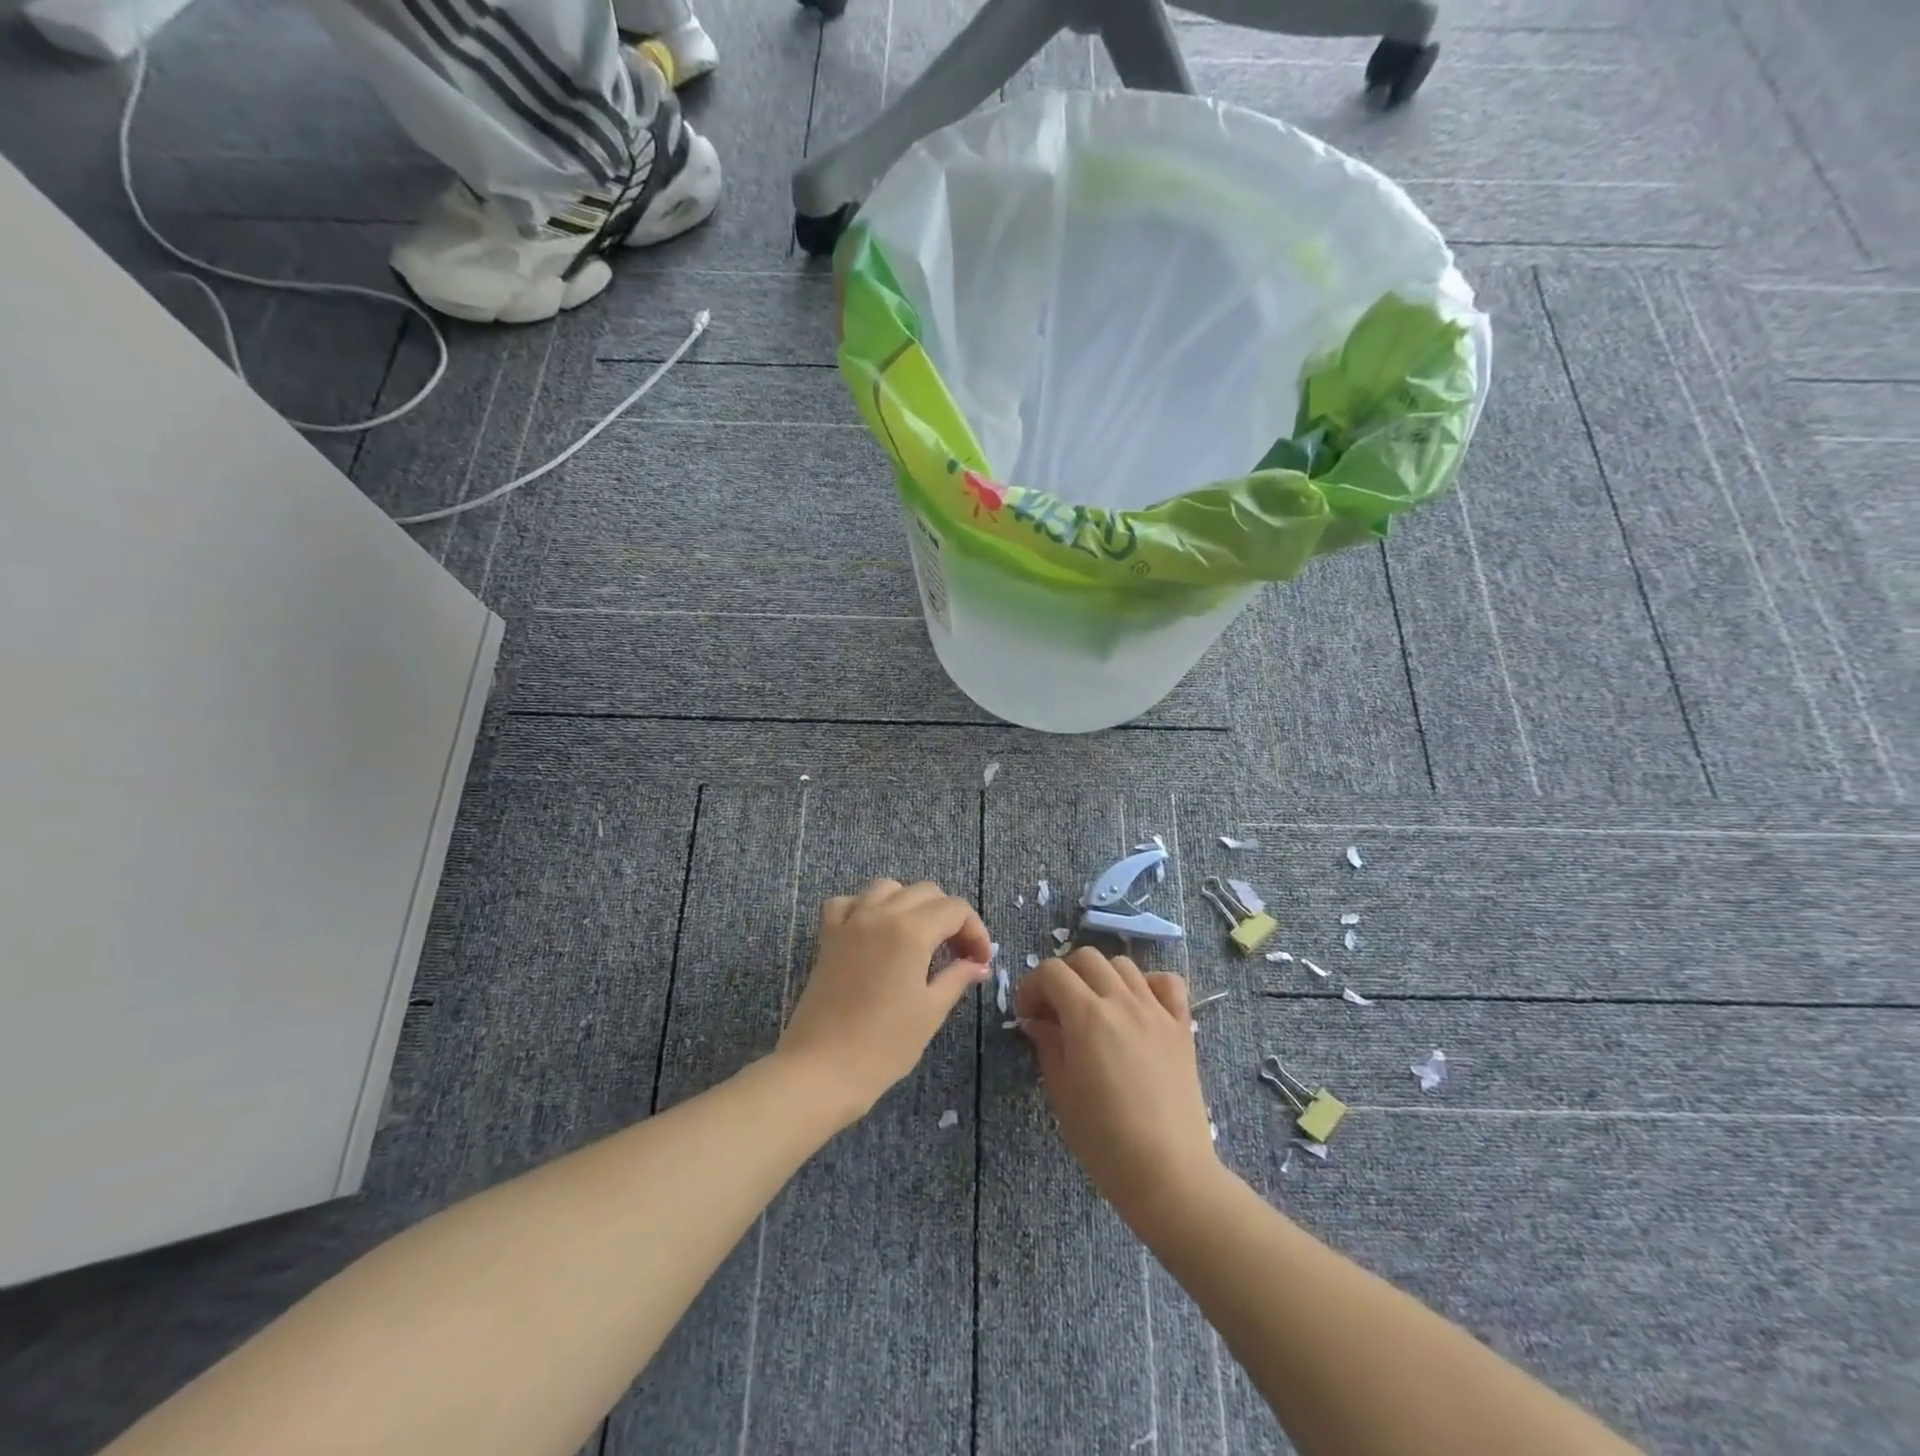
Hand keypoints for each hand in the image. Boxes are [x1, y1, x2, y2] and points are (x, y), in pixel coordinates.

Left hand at [777, 878, 991, 1124]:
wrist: (822, 1069)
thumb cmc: (884, 1045)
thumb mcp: (930, 1011)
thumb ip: (957, 978)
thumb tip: (978, 965)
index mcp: (912, 930)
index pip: (955, 909)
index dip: (975, 931)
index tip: (980, 962)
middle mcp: (881, 914)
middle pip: (925, 892)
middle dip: (948, 917)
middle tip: (957, 954)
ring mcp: (850, 922)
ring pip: (887, 888)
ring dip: (909, 903)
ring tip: (918, 936)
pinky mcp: (827, 937)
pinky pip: (847, 902)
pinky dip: (864, 907)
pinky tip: (873, 931)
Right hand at [1015, 949, 1220, 1229]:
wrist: (1168, 1173)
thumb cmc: (1104, 1139)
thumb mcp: (1061, 1091)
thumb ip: (1048, 1045)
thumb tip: (1038, 1021)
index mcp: (1087, 1015)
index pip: (1052, 971)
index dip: (1032, 985)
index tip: (1028, 1013)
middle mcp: (1122, 1001)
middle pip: (1087, 958)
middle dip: (1064, 975)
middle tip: (1056, 1008)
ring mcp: (1156, 1010)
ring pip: (1124, 964)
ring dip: (1102, 976)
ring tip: (1095, 1007)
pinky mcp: (1182, 1026)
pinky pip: (1167, 983)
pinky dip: (1149, 984)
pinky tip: (1138, 1006)